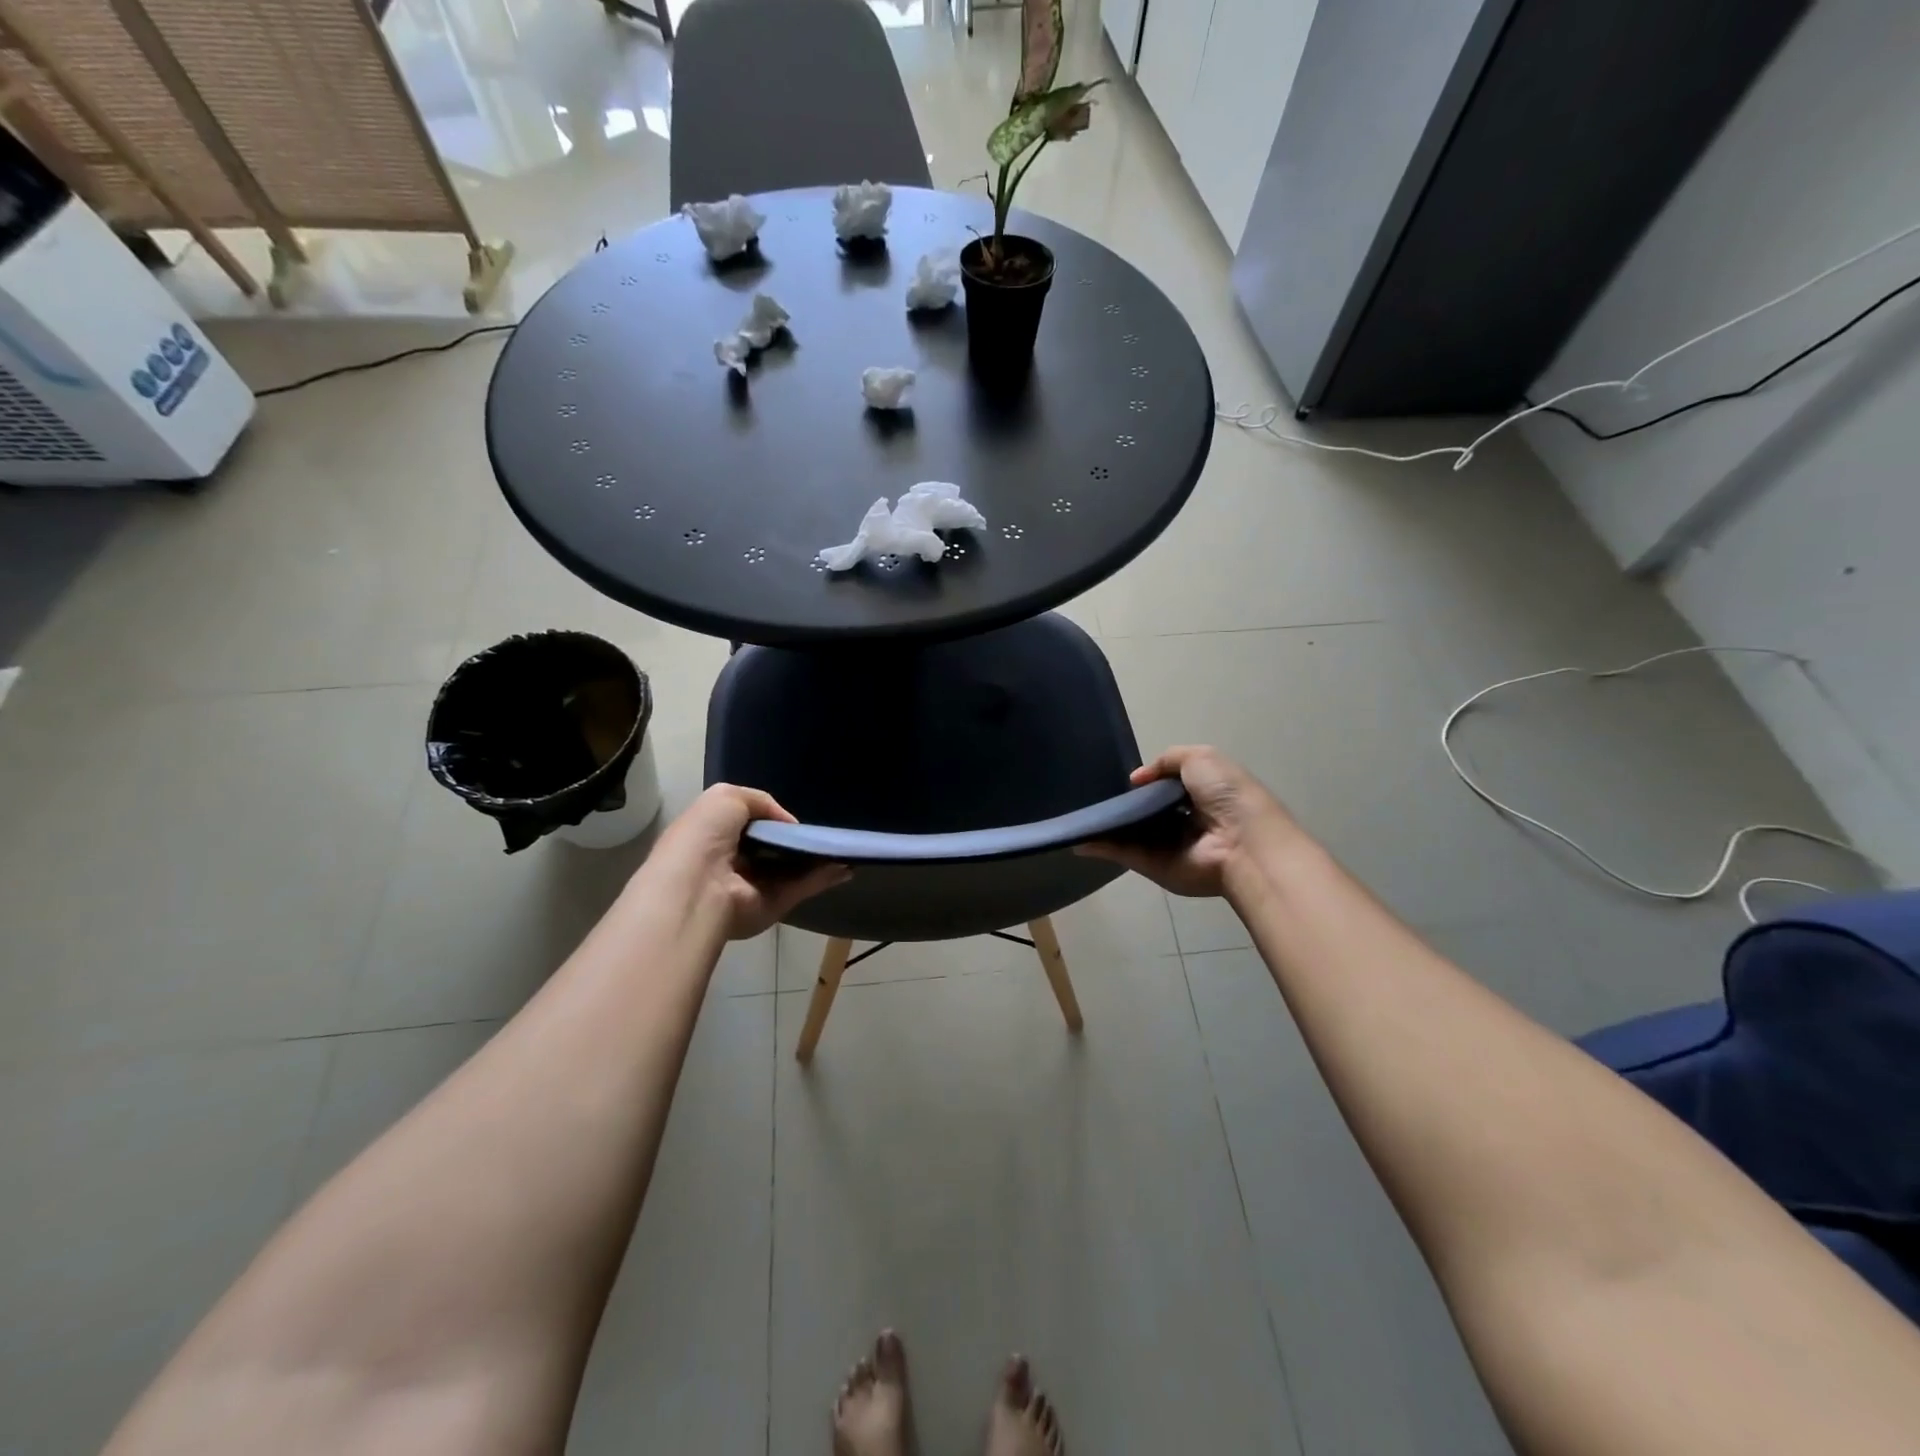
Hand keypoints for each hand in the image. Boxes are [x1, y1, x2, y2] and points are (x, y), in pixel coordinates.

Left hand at [644, 785, 848, 938]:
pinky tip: (845, 865)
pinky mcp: (774, 904)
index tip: (792, 817)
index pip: (747, 825)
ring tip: (843, 846)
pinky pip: (803, 885)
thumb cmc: (704, 836)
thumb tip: (788, 824)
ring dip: (817, 857)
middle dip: (797, 839)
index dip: (770, 819)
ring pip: (793, 868)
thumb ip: (761, 802)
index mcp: (715, 837)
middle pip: (774, 848)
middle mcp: (735, 862)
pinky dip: (824, 876)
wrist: (698, 886)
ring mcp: (756, 885)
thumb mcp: (726, 798)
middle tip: (824, 831)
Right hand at [1079, 745, 1298, 897]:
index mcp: (1201, 794)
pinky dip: (1101, 845)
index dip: (1148, 781)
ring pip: (1131, 832)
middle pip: (1148, 811)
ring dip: (1107, 824)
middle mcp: (1184, 821)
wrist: (1242, 842)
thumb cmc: (1226, 794)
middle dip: (1125, 803)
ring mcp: (1168, 846)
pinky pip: (1123, 852)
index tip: (1125, 779)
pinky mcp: (1153, 865)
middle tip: (1097, 794)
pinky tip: (1079, 836)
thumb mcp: (1200, 758)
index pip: (1168, 787)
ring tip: (1080, 812)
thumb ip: (1166, 761)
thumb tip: (1136, 779)